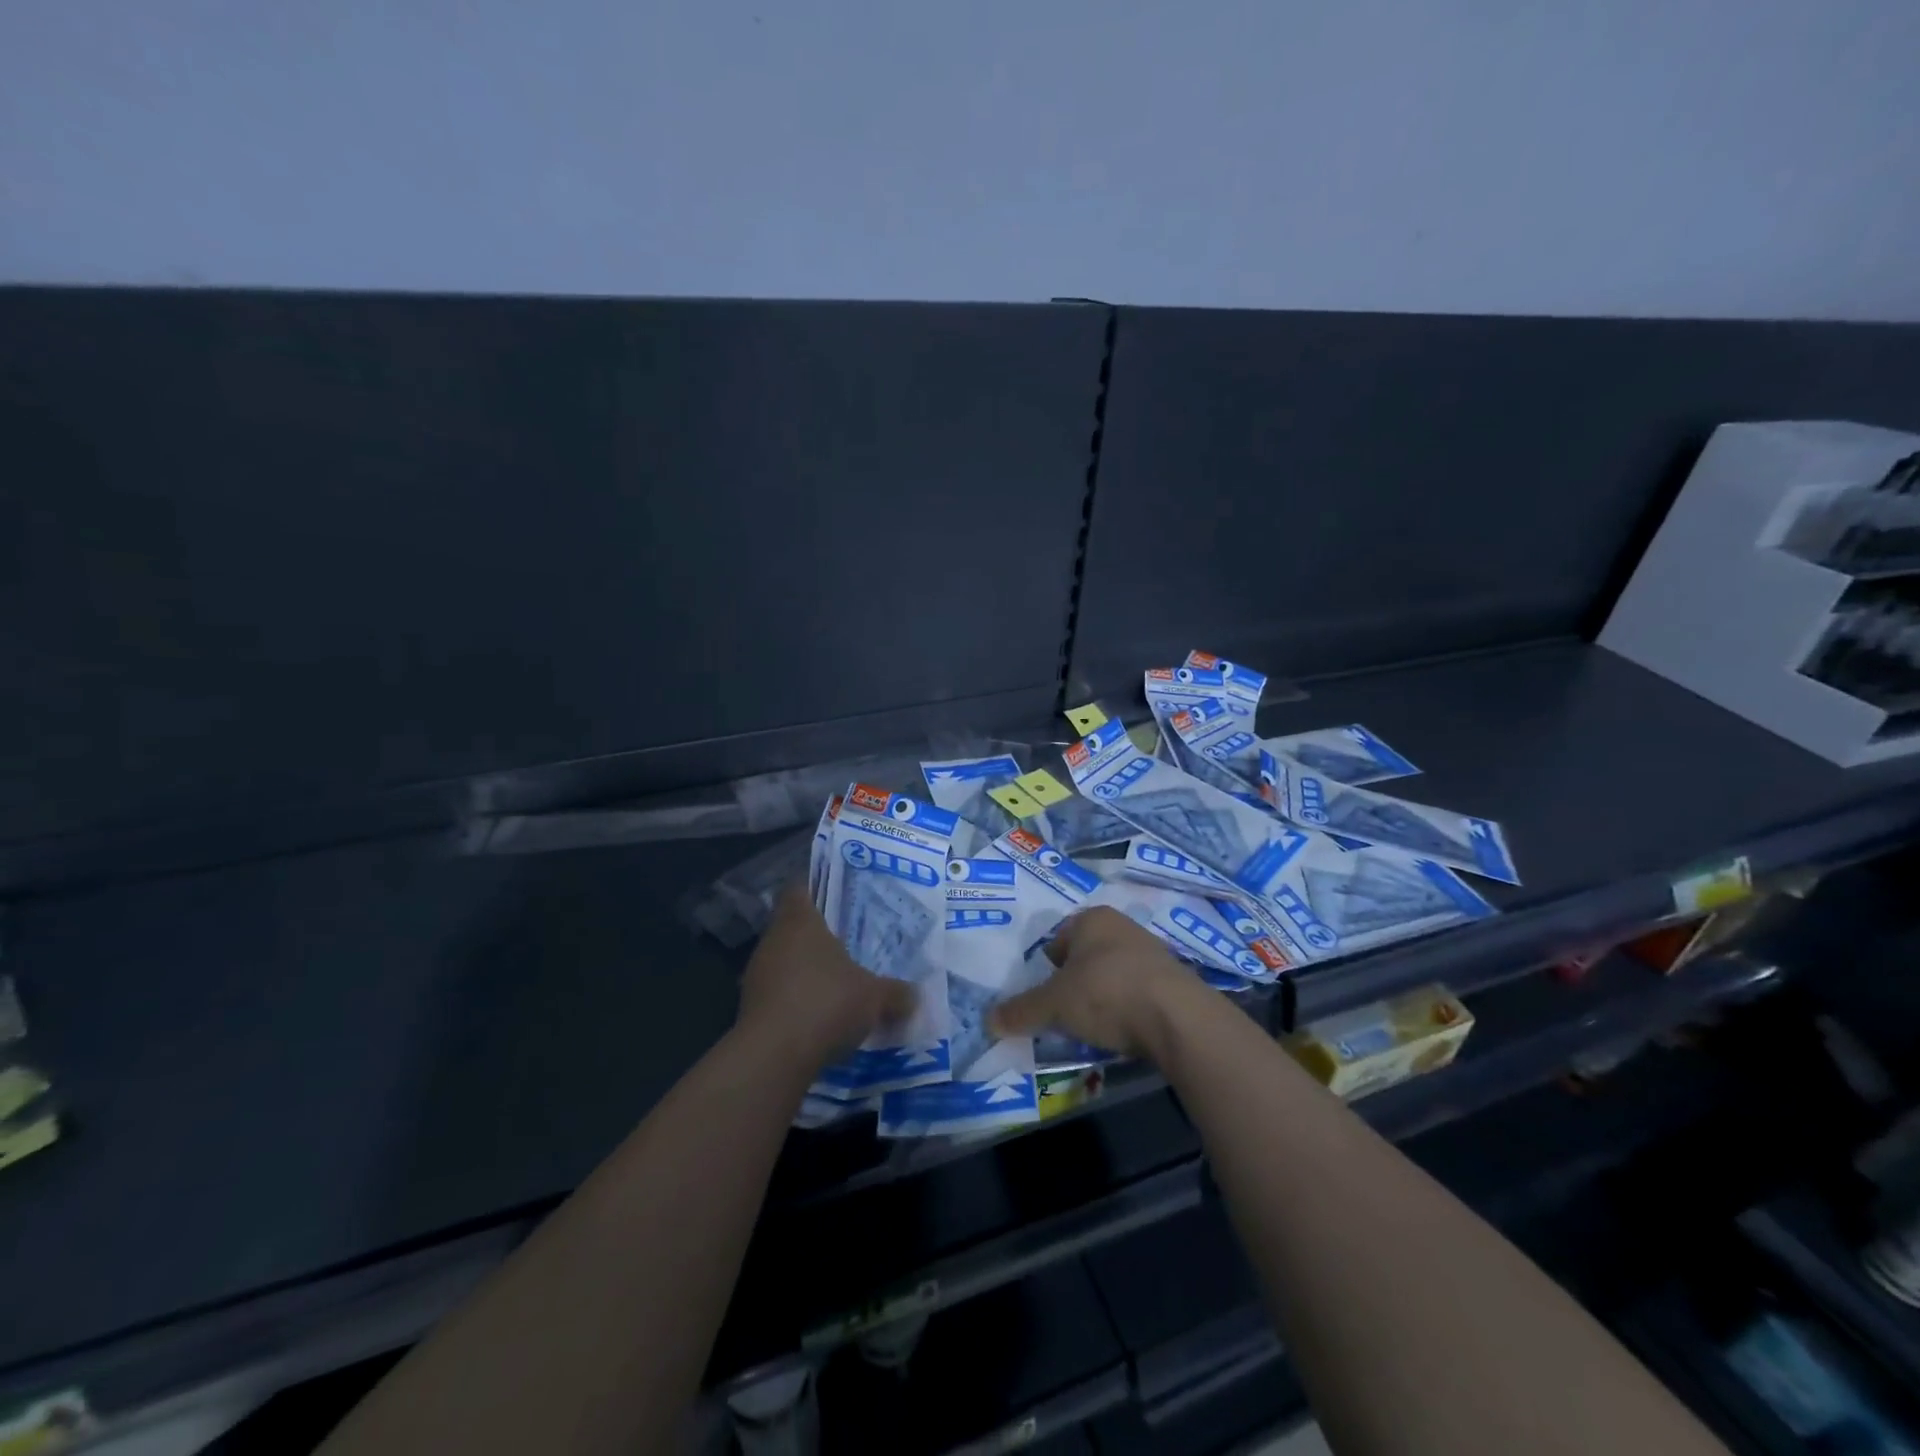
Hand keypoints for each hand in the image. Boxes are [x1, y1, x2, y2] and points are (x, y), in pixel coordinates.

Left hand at [737, 884, 915, 1066]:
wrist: (773, 1057)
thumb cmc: (826, 1003)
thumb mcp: (874, 997)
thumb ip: (895, 993)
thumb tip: (915, 995)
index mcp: (800, 921)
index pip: (799, 888)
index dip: (815, 888)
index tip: (837, 896)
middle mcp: (774, 940)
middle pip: (793, 927)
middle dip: (819, 935)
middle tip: (850, 941)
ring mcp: (758, 975)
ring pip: (785, 961)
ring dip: (807, 971)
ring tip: (838, 982)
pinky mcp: (750, 1008)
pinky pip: (779, 993)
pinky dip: (797, 1000)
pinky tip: (821, 1017)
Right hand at [989, 906, 1198, 1061]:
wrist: (1178, 1018)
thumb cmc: (1106, 993)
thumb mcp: (1054, 1005)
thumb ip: (1021, 1011)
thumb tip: (989, 1021)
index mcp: (1091, 919)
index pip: (1058, 939)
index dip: (1048, 969)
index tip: (1046, 997)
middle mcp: (1122, 926)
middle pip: (1086, 956)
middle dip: (1075, 983)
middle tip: (1066, 1014)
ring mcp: (1152, 951)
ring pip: (1113, 973)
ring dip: (1103, 997)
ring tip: (1095, 1027)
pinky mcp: (1174, 980)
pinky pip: (1138, 992)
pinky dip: (1128, 1009)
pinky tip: (1125, 1031)